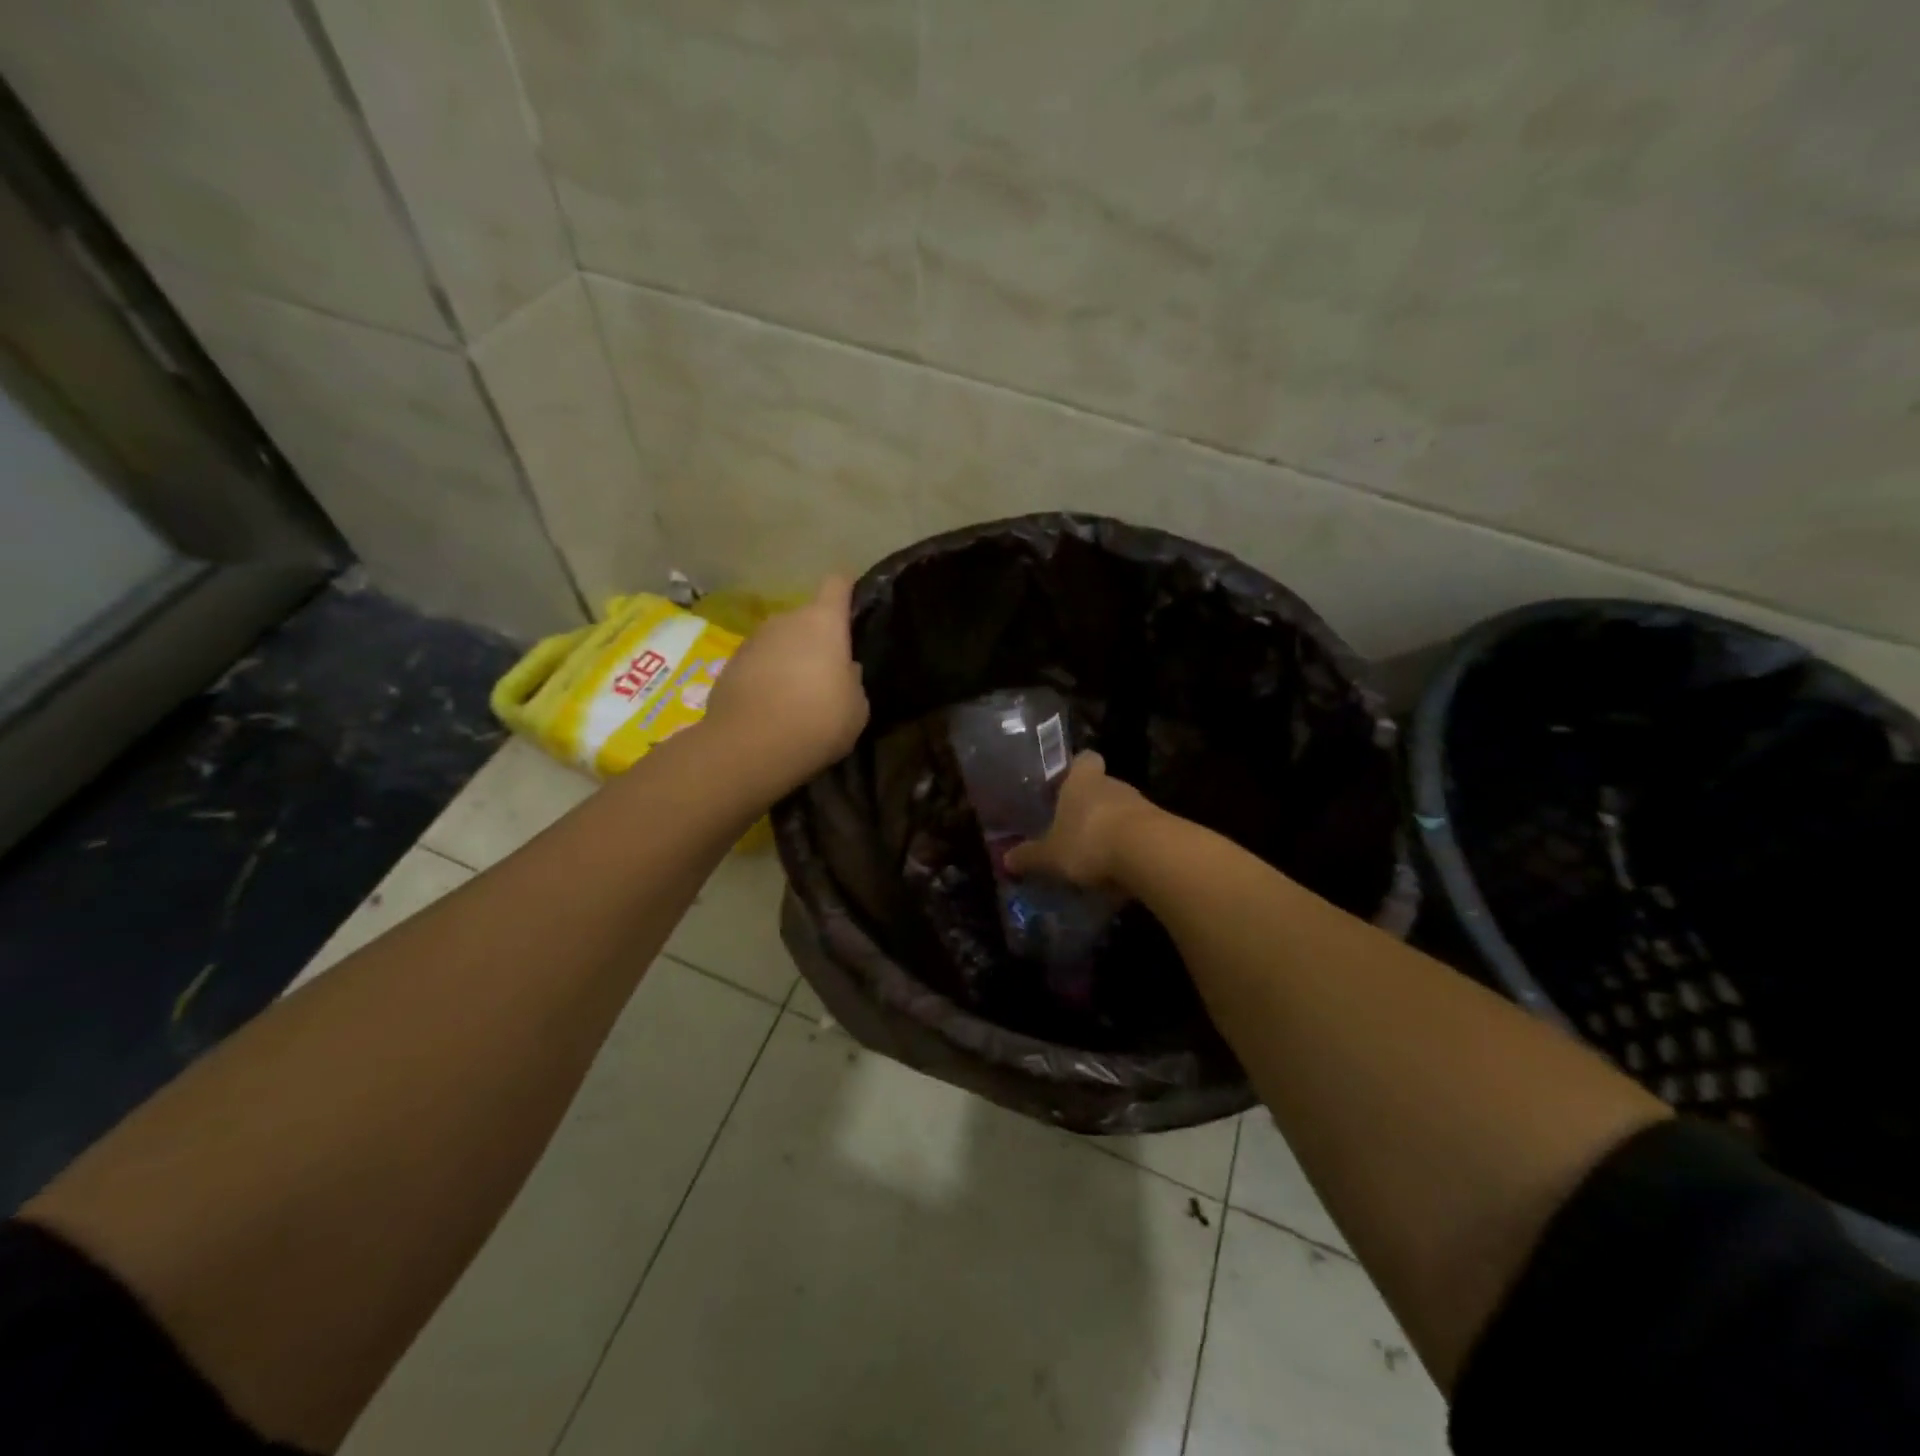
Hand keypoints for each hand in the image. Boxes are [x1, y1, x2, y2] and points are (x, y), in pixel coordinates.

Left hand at [701, 575, 869, 791]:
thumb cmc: (818, 720)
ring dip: (789, 659)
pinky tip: (771, 709)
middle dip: (816, 639)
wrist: (749, 747)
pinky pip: (757, 664)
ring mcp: (752, 641)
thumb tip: (844, 670)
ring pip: (779, 641)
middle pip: (806, 618)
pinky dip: (765, 679)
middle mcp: (786, 620)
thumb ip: (852, 680)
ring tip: (797, 696)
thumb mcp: (857, 707)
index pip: (837, 584)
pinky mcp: (728, 666)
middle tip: (827, 673)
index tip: (853, 608)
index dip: (847, 592)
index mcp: (824, 621)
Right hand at [1004, 751, 1155, 890]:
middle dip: (1089, 805)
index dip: (1077, 769)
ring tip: (1094, 854)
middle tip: (1073, 828)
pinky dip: (1129, 848)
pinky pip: (1138, 834)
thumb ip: (1029, 857)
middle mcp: (1113, 785)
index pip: (1084, 759)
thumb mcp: (1050, 855)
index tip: (1066, 783)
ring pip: (1121, 811)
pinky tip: (1118, 870)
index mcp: (1082, 781)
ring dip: (1110, 827)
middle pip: (1101, 787)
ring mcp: (1141, 805)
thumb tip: (1006, 859)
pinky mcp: (1160, 828)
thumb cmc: (1089, 841)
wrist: (1149, 854)